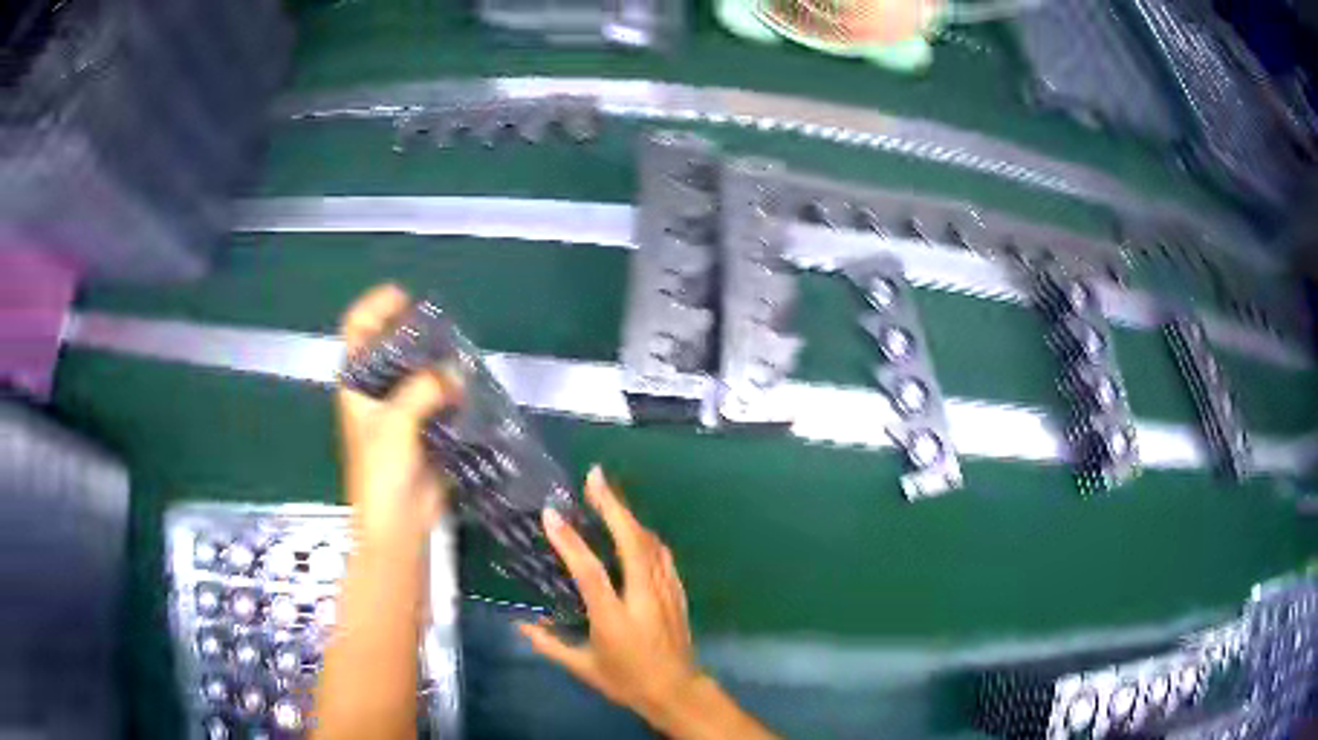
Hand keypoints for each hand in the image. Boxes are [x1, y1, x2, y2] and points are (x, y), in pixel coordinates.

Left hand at [337, 284, 453, 544]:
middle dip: (416, 332)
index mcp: (356, 382)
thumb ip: (422, 390)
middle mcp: (377, 388)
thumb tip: (455, 373)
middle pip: (393, 345)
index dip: (376, 307)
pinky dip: (453, 389)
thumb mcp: (395, 424)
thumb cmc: (382, 472)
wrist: (397, 521)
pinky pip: (440, 396)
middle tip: (443, 331)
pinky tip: (469, 387)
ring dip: (438, 362)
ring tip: (461, 355)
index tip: (404, 299)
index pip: (357, 329)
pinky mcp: (425, 425)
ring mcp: (402, 407)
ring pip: (420, 370)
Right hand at [519, 467, 701, 725]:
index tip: (551, 514)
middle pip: (631, 543)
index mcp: (614, 618)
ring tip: (608, 495)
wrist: (677, 692)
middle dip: (613, 506)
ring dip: (629, 516)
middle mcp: (642, 598)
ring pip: (650, 544)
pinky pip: (662, 556)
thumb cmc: (627, 682)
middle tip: (595, 478)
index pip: (589, 572)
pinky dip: (646, 536)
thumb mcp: (583, 668)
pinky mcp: (677, 593)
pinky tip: (636, 528)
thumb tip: (521, 626)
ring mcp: (665, 593)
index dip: (569, 541)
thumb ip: (550, 645)